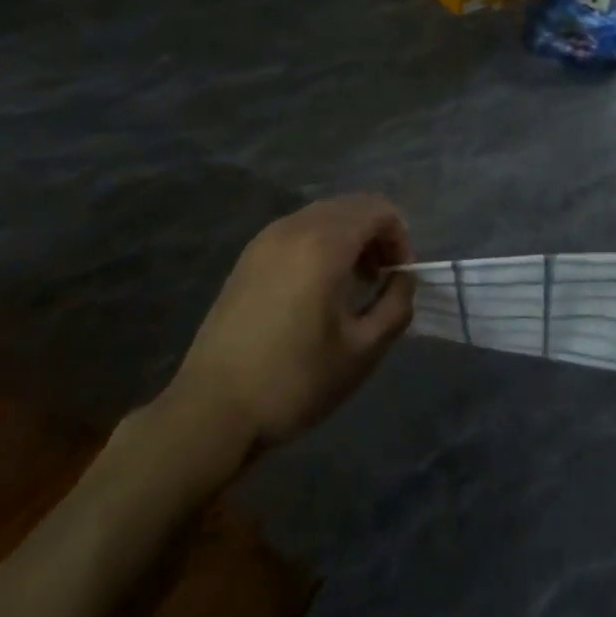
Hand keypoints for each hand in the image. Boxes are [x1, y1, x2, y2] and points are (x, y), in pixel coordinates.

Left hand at [167, 195, 415, 449]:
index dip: (400, 239)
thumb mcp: (363, 351)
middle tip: (380, 281)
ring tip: (350, 287)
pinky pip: (296, 232)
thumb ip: (396, 306)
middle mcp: (293, 228)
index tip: (398, 280)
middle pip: (350, 207)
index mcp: (323, 244)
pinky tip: (316, 291)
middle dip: (375, 236)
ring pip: (322, 217)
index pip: (377, 210)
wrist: (213, 410)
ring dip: (347, 239)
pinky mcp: (247, 259)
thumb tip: (402, 280)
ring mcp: (264, 241)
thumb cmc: (295, 381)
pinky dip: (319, 245)